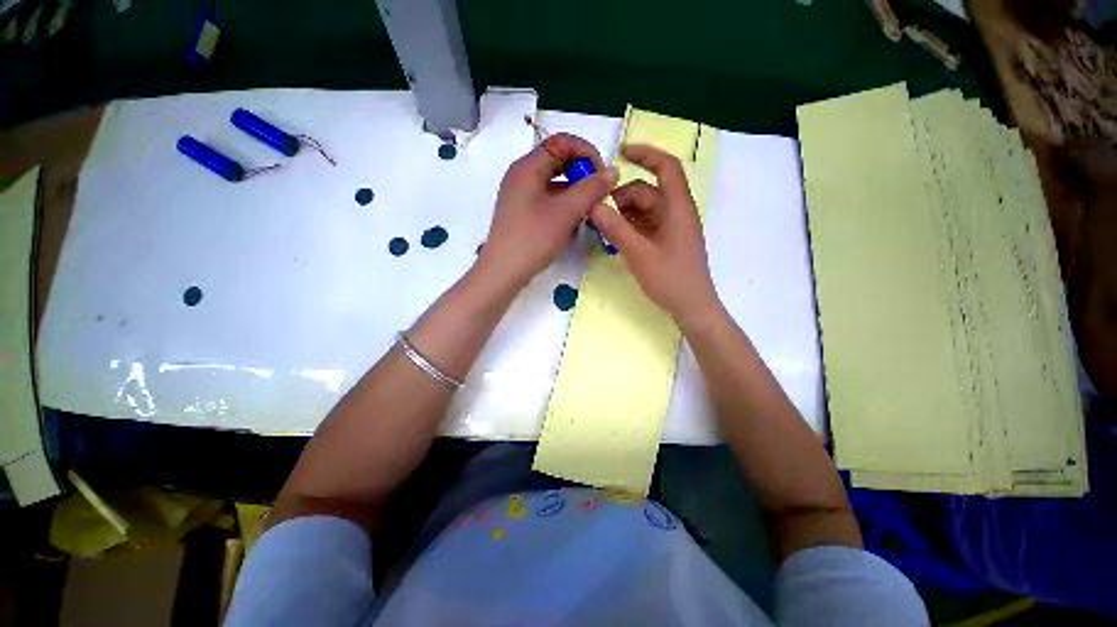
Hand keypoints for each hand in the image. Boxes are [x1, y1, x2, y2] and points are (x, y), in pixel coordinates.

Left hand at [477, 133, 618, 288]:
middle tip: (597, 193)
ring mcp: (520, 195)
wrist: (504, 271)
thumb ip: (591, 189)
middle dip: (581, 174)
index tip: (602, 174)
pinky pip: (547, 200)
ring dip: (574, 192)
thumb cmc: (534, 238)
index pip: (561, 142)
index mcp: (528, 167)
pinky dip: (563, 206)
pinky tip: (572, 224)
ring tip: (587, 211)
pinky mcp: (522, 212)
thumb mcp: (566, 212)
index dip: (586, 152)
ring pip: (553, 183)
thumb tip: (613, 171)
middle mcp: (522, 176)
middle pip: (557, 162)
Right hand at [588, 144, 721, 326]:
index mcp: (678, 208)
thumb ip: (615, 228)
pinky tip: (616, 236)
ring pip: (645, 209)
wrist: (691, 307)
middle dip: (623, 197)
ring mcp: (672, 228)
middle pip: (648, 191)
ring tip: (604, 227)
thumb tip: (593, 205)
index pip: (666, 167)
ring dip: (624, 213)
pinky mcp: (668, 241)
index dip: (646, 154)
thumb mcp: (639, 253)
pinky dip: (631, 225)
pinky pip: (647, 224)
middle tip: (599, 212)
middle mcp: (677, 212)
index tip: (621, 153)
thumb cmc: (670, 279)